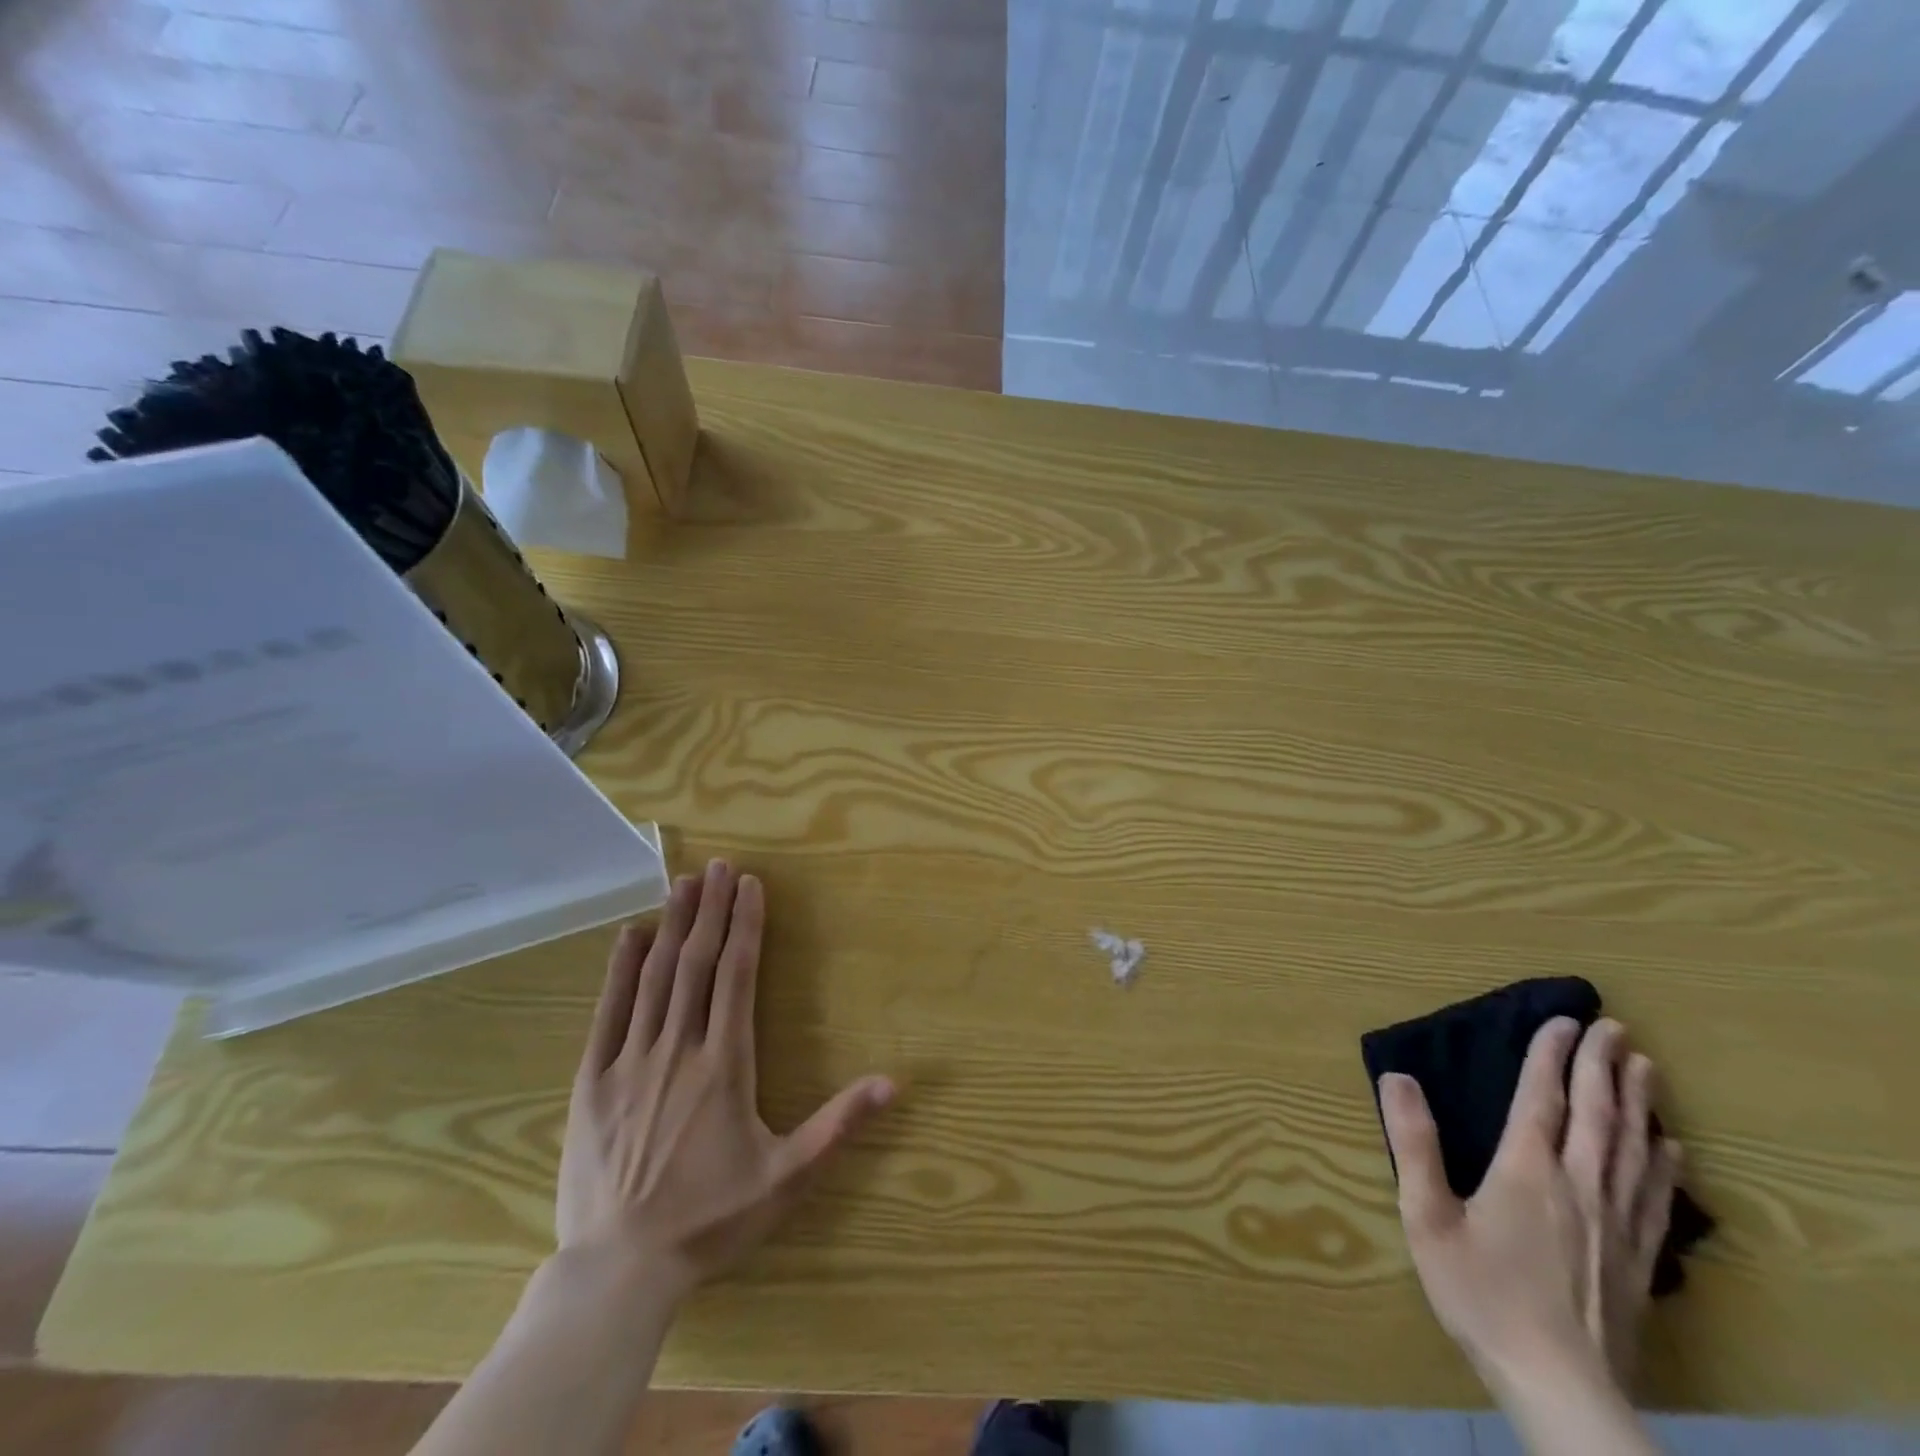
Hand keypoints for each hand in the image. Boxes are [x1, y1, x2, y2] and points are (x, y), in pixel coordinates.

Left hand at [557, 859, 895, 1299]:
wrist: (617, 1270)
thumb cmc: (710, 1219)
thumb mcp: (787, 1179)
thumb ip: (839, 1126)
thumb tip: (894, 1082)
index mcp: (725, 1064)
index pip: (736, 976)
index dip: (745, 926)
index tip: (751, 885)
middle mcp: (678, 1049)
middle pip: (696, 963)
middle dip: (710, 909)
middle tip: (719, 865)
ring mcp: (630, 1062)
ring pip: (655, 977)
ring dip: (672, 926)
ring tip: (683, 883)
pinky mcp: (592, 1081)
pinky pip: (608, 1012)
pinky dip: (620, 969)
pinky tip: (630, 936)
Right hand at [1379, 1017, 1681, 1393]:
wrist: (1560, 1386)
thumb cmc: (1481, 1292)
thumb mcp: (1427, 1217)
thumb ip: (1413, 1144)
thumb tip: (1398, 1077)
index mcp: (1527, 1170)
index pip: (1542, 1098)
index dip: (1550, 1055)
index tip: (1563, 1020)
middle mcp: (1579, 1185)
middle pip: (1599, 1115)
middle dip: (1605, 1066)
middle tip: (1616, 1028)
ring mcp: (1616, 1222)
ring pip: (1634, 1148)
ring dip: (1639, 1103)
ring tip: (1647, 1068)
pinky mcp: (1636, 1257)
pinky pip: (1654, 1194)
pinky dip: (1662, 1161)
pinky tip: (1670, 1148)